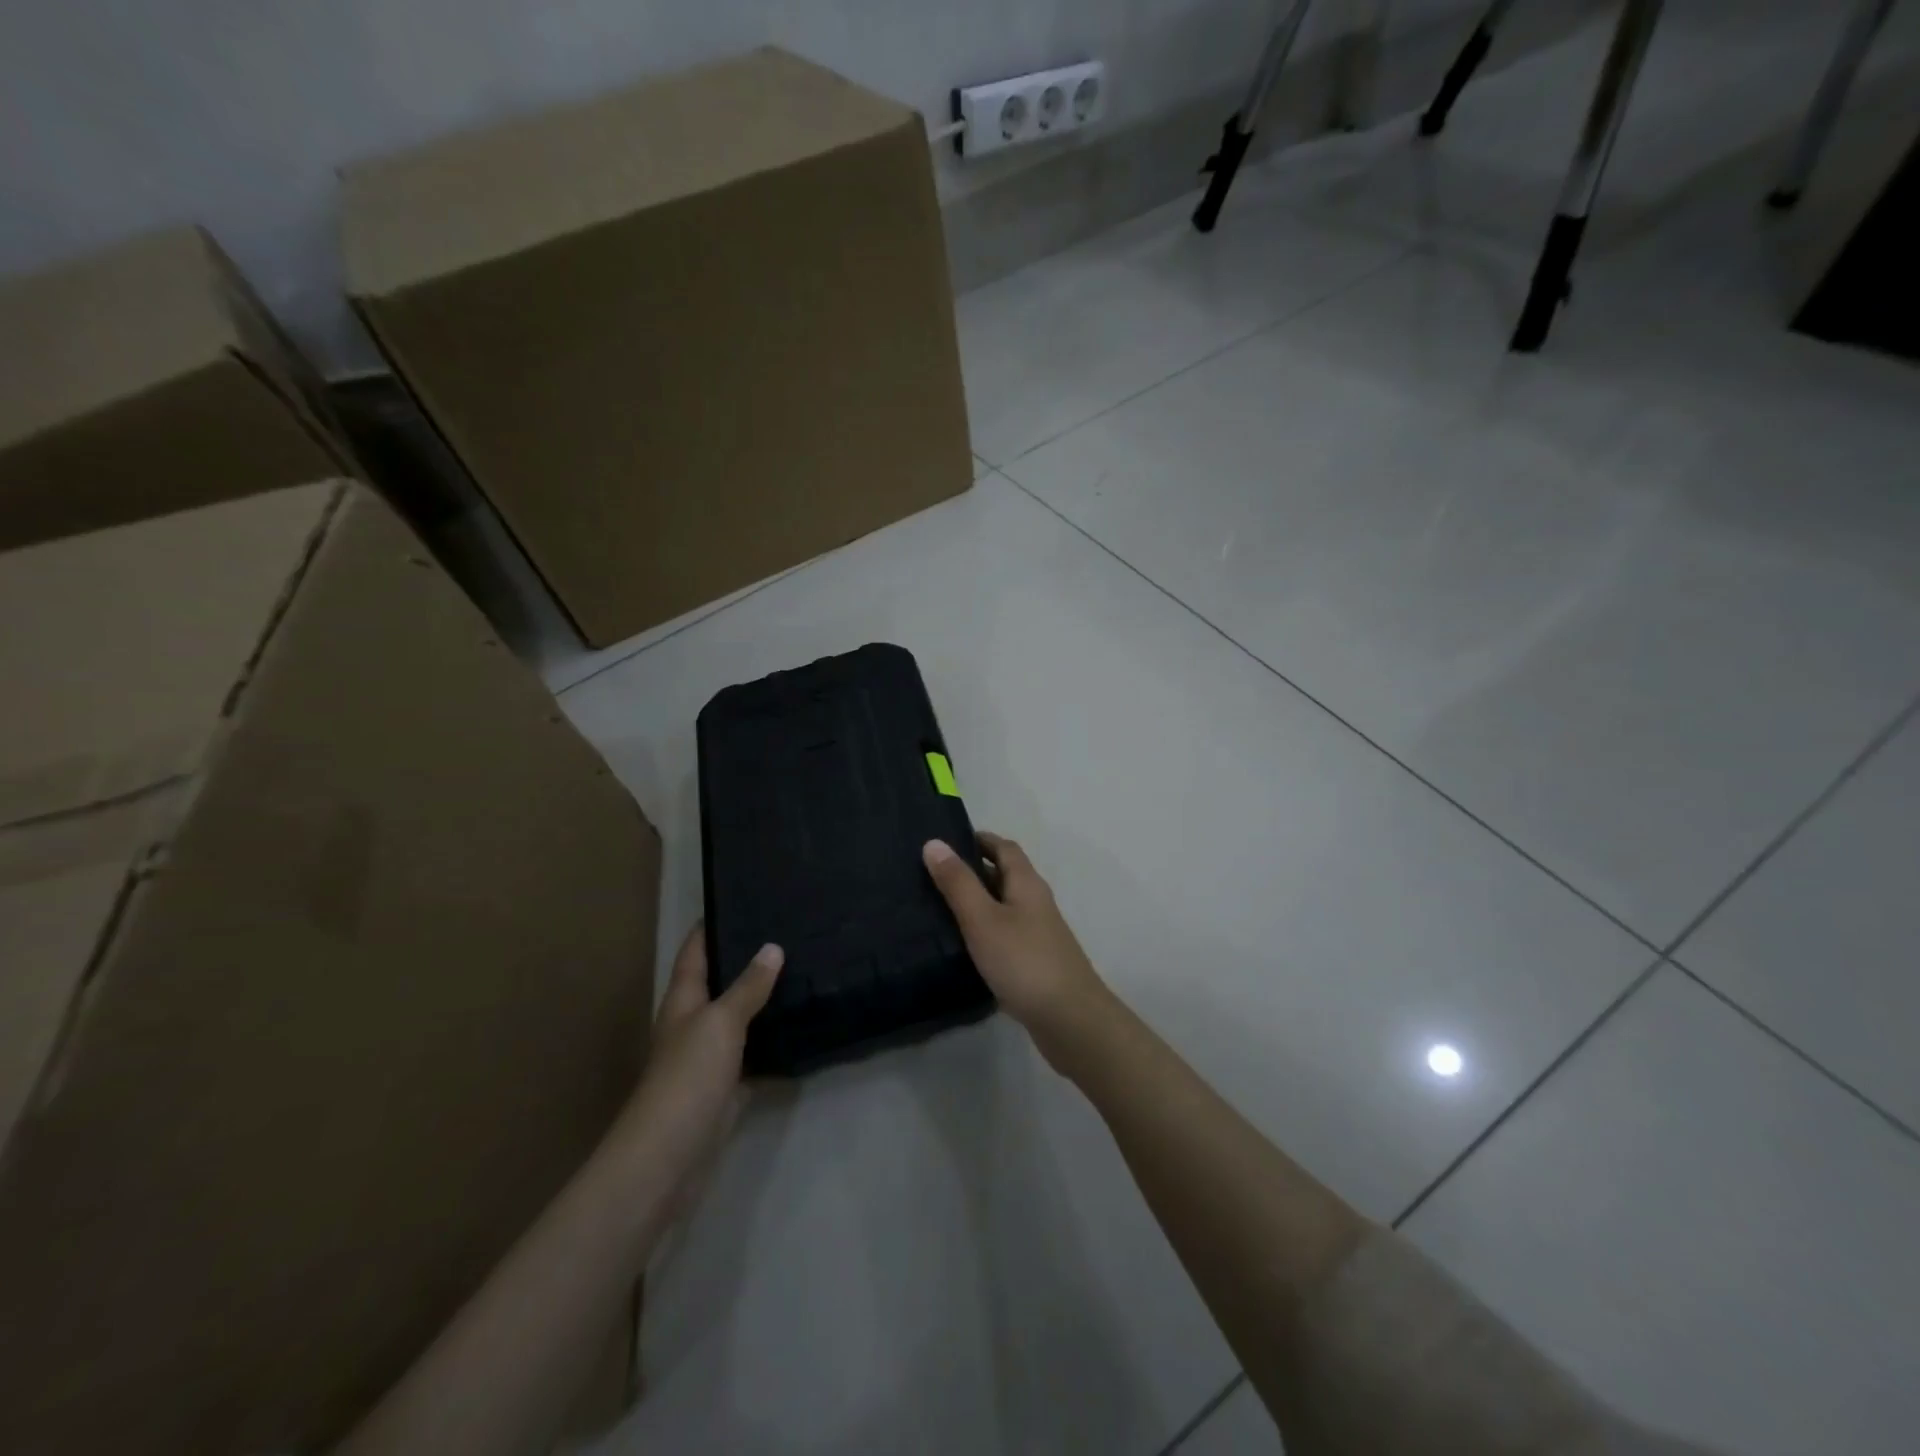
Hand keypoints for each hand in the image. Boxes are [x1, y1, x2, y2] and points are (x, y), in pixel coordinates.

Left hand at [607, 924, 781, 1203]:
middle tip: (788, 929)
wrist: (670, 1155)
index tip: (739, 896)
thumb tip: (772, 947)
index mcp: (683, 1000)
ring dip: (764, 997)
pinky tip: (803, 1024)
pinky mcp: (729, 1085)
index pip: (695, 950)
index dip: (711, 924)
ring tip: (803, 968)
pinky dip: (775, 1038)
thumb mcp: (720, 1022)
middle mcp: (694, 1022)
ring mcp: (711, 1056)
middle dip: (748, 957)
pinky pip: (755, 1051)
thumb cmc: (688, 1077)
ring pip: (741, 1016)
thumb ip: (748, 987)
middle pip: (720, 980)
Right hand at [923, 833, 1110, 1067]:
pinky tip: (963, 946)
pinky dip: (985, 930)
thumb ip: (958, 883)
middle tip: (934, 874)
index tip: (947, 840)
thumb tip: (934, 842)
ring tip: (939, 907)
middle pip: (1005, 875)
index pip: (1004, 848)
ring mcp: (1039, 934)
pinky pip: (1006, 933)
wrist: (1070, 1020)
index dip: (980, 839)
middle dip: (974, 870)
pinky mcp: (1035, 962)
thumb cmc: (1024, 962)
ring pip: (1005, 906)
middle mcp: (1036, 902)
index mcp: (1027, 884)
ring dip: (978, 901)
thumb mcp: (983, 919)